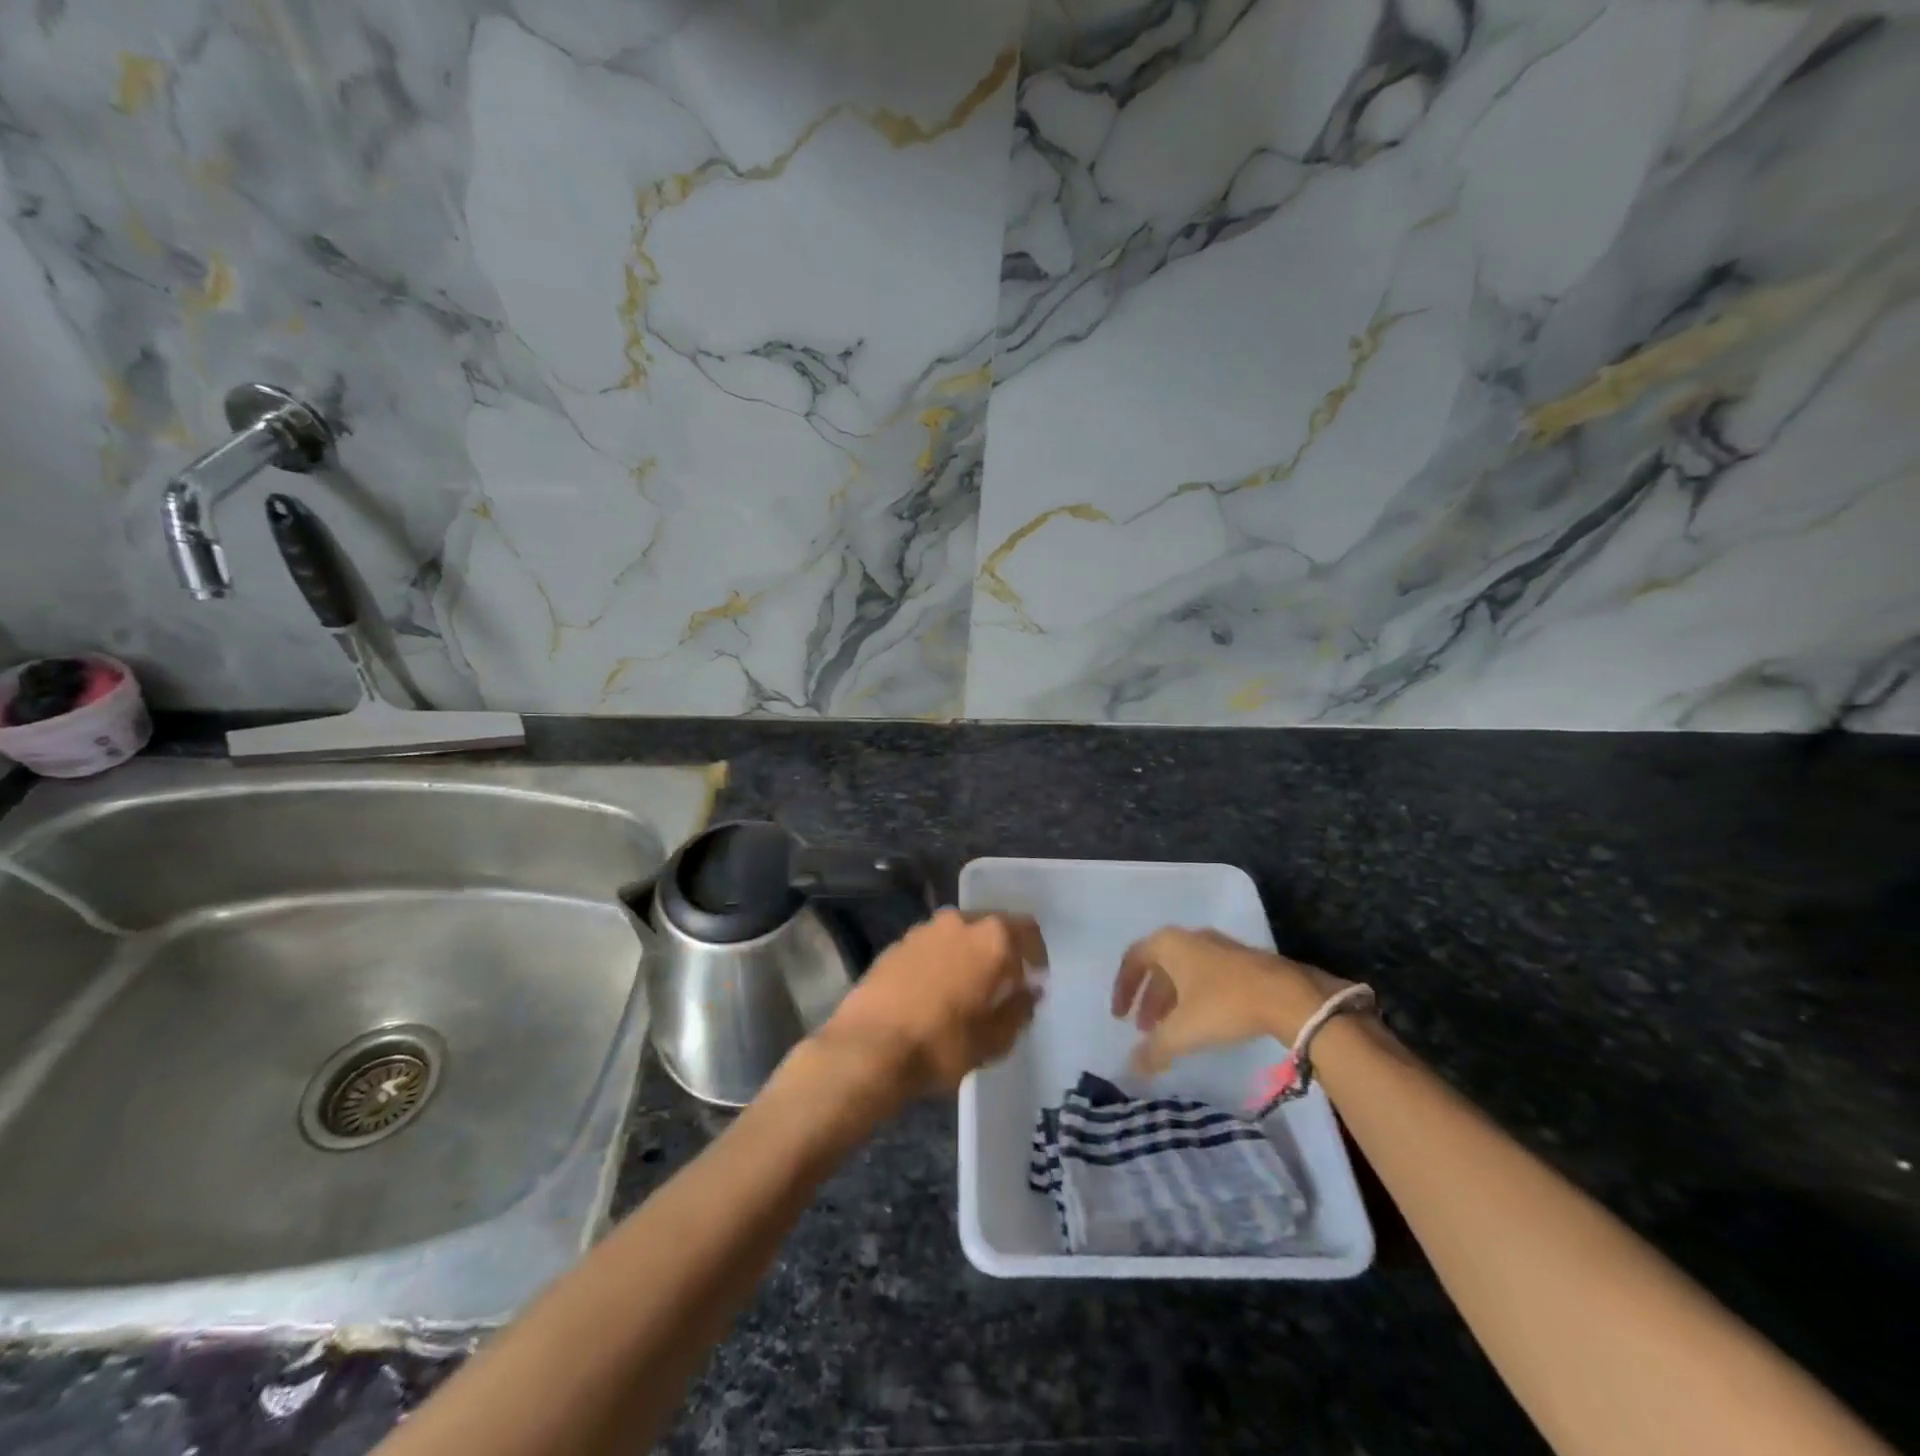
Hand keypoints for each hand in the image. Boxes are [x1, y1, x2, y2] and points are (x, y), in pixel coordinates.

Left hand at [813, 908, 1046, 1102]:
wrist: (868, 1049)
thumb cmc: (942, 1045)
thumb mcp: (994, 1040)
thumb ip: (1020, 1009)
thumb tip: (1031, 990)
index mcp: (991, 939)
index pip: (1027, 929)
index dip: (1035, 953)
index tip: (1034, 977)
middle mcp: (958, 922)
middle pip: (990, 927)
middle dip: (1000, 951)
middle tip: (1001, 984)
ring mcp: (923, 930)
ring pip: (958, 935)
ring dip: (967, 955)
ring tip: (965, 989)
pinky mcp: (896, 944)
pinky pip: (930, 947)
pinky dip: (939, 961)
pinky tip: (933, 991)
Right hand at [1113, 928, 1349, 1076]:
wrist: (1289, 996)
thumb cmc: (1224, 1004)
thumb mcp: (1183, 1031)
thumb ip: (1154, 1049)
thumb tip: (1131, 1068)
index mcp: (1169, 944)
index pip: (1133, 959)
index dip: (1122, 988)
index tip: (1119, 1016)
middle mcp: (1189, 939)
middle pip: (1158, 967)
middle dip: (1148, 1000)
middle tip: (1144, 1030)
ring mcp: (1218, 948)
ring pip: (1183, 973)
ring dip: (1171, 1001)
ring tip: (1171, 1032)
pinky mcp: (1242, 962)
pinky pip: (1205, 977)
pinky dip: (1194, 999)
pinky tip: (1202, 1024)